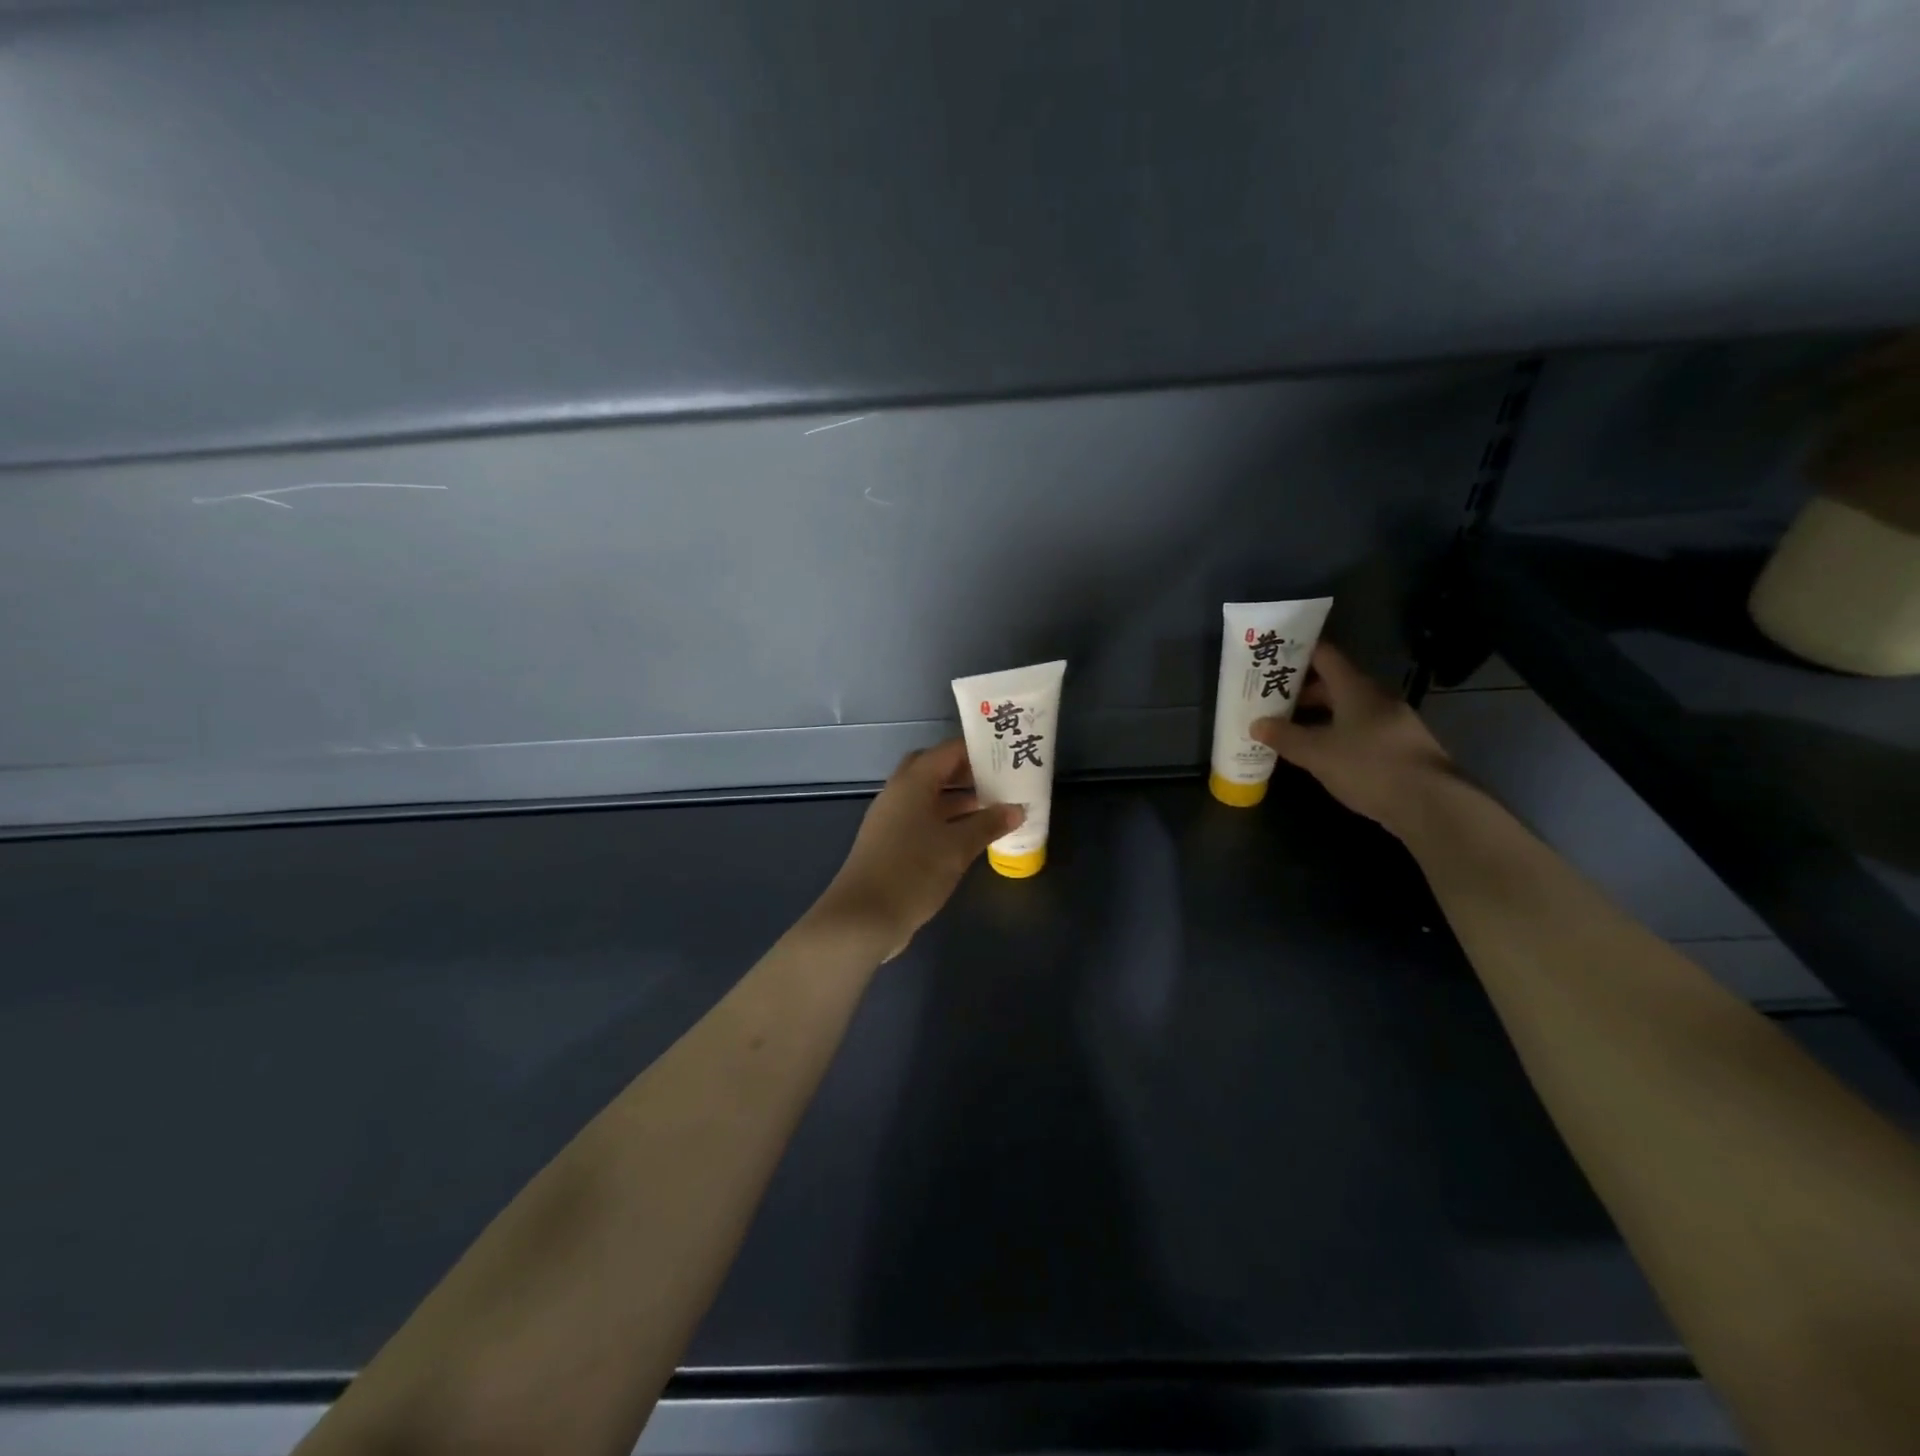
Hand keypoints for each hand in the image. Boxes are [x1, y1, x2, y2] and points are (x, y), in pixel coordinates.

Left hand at [816, 739, 1023, 959]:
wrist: (864, 917)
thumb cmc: (913, 871)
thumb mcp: (958, 847)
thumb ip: (988, 824)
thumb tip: (1016, 809)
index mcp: (913, 783)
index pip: (948, 751)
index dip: (977, 749)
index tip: (1006, 753)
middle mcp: (899, 793)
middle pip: (935, 770)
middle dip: (967, 772)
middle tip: (1000, 779)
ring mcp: (892, 819)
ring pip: (929, 797)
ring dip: (959, 799)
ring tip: (995, 806)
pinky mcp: (891, 843)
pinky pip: (923, 819)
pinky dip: (947, 820)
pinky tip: (971, 835)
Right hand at [1251, 643, 1454, 834]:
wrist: (1430, 803)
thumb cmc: (1369, 766)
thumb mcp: (1316, 753)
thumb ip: (1285, 736)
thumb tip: (1256, 724)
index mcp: (1356, 688)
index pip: (1325, 656)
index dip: (1298, 652)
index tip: (1273, 656)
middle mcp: (1375, 698)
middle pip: (1334, 683)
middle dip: (1301, 690)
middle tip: (1270, 697)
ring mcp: (1391, 722)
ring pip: (1347, 708)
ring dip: (1318, 714)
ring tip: (1287, 726)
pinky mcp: (1398, 746)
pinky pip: (1359, 729)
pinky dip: (1335, 733)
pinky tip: (1318, 751)